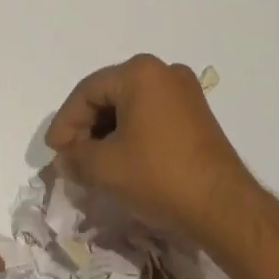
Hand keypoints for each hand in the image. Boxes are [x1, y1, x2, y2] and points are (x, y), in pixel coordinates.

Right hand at [45, 53, 254, 236]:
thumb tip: (66, 158)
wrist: (223, 207)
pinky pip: (152, 115)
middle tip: (72, 157)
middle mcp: (163, 71)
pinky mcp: (198, 114)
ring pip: (131, 106)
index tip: (55, 152)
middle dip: (87, 127)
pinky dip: (133, 134)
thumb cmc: (159, 176)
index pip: (88, 92)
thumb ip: (76, 157)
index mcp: (139, 72)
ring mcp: (185, 91)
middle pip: (110, 95)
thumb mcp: (105, 168)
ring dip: (109, 132)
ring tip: (95, 163)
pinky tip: (124, 160)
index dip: (66, 122)